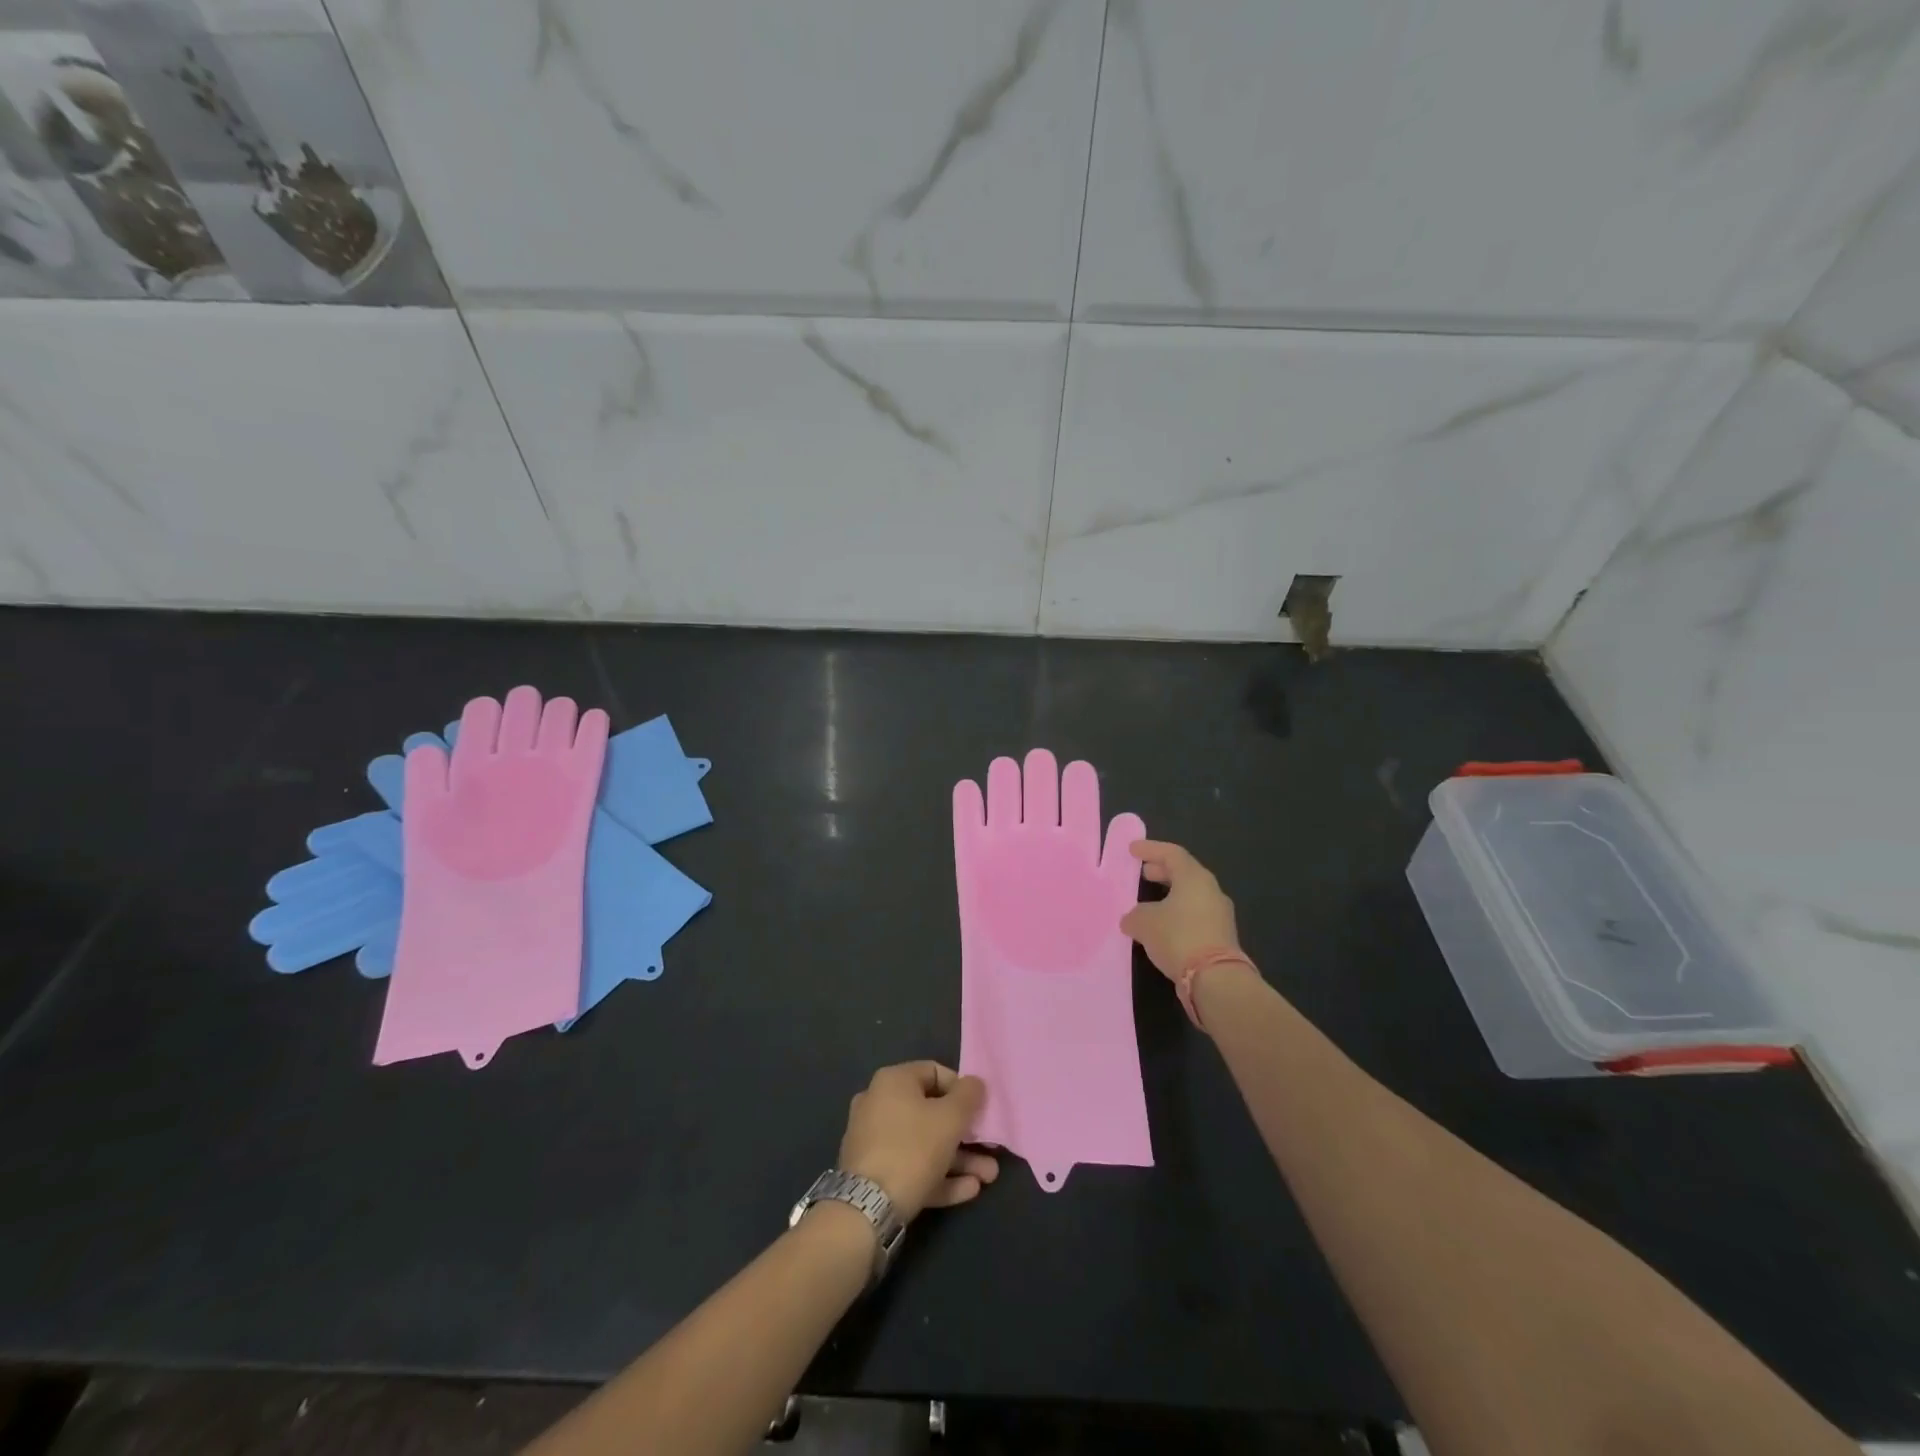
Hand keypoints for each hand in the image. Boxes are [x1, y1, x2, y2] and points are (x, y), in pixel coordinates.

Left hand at [839, 1062, 998, 1222]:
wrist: (867, 1208)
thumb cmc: (913, 1148)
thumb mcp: (951, 1118)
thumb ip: (968, 1096)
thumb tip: (974, 1083)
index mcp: (893, 1081)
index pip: (934, 1072)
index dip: (961, 1089)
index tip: (979, 1109)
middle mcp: (879, 1104)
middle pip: (931, 1112)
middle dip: (965, 1134)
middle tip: (990, 1149)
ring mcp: (873, 1140)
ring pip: (924, 1144)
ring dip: (958, 1159)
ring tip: (988, 1177)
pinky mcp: (873, 1173)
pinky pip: (911, 1166)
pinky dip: (938, 1175)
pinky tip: (969, 1190)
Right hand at [1119, 840, 1241, 980]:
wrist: (1216, 979)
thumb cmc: (1178, 937)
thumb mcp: (1144, 922)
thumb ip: (1135, 915)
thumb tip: (1133, 919)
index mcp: (1194, 878)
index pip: (1172, 853)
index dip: (1150, 849)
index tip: (1132, 849)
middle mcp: (1211, 891)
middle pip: (1185, 873)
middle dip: (1162, 871)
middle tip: (1144, 873)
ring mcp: (1220, 915)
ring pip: (1191, 896)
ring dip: (1170, 896)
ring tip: (1149, 904)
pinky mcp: (1221, 937)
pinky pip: (1195, 916)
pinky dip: (1177, 915)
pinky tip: (1162, 928)